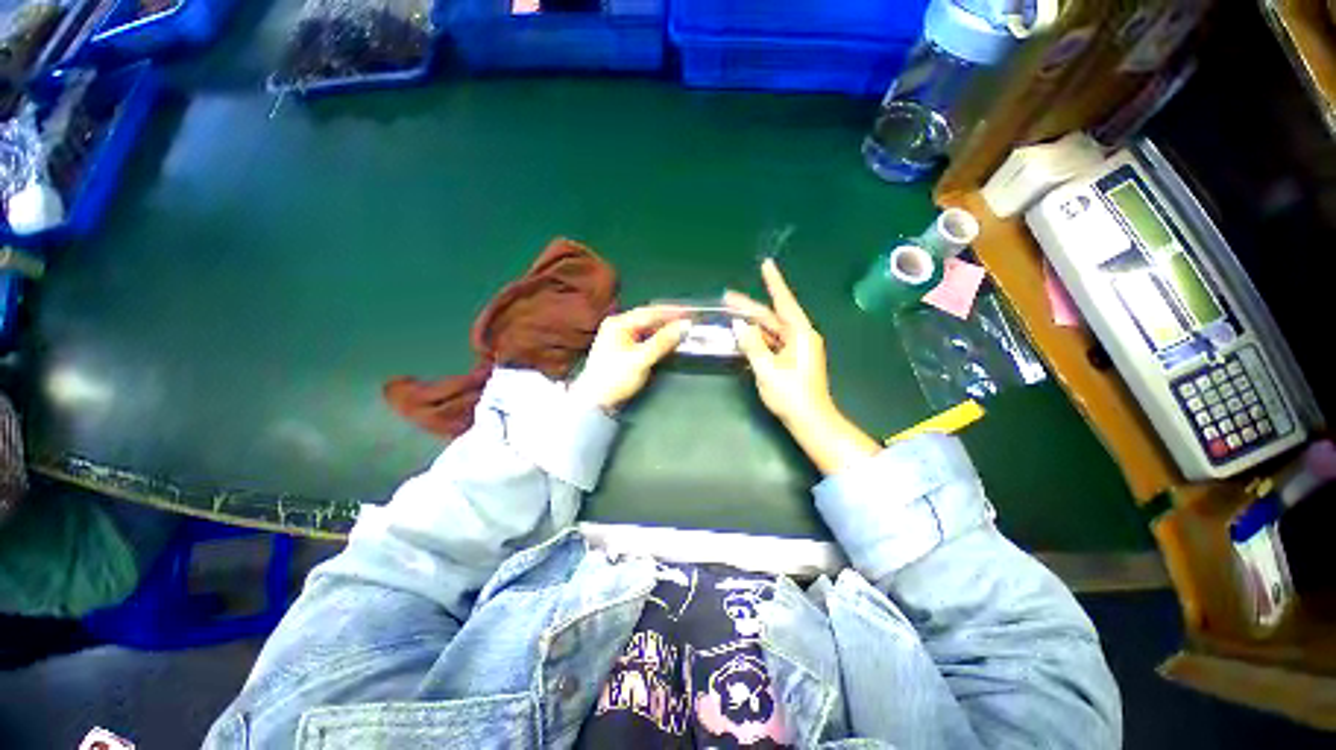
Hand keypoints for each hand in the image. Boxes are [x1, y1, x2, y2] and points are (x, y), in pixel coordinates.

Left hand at [569, 306, 689, 409]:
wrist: (595, 401)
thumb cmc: (615, 378)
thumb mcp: (640, 359)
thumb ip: (663, 342)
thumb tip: (685, 326)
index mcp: (618, 323)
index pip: (650, 312)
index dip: (672, 312)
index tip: (691, 312)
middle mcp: (617, 325)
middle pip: (648, 319)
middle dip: (669, 320)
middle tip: (690, 320)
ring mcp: (619, 337)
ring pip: (646, 329)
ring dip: (664, 330)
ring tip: (682, 330)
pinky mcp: (622, 349)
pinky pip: (643, 338)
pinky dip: (657, 339)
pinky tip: (667, 341)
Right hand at [724, 259, 834, 426]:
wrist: (810, 421)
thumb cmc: (790, 394)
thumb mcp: (766, 369)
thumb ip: (752, 344)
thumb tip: (739, 324)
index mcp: (800, 334)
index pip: (784, 302)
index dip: (774, 283)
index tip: (766, 264)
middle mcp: (801, 337)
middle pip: (773, 317)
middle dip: (751, 308)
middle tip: (727, 298)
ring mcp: (798, 349)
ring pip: (772, 330)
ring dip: (753, 323)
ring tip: (731, 315)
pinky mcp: (793, 360)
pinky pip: (773, 342)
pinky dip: (758, 338)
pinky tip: (744, 336)